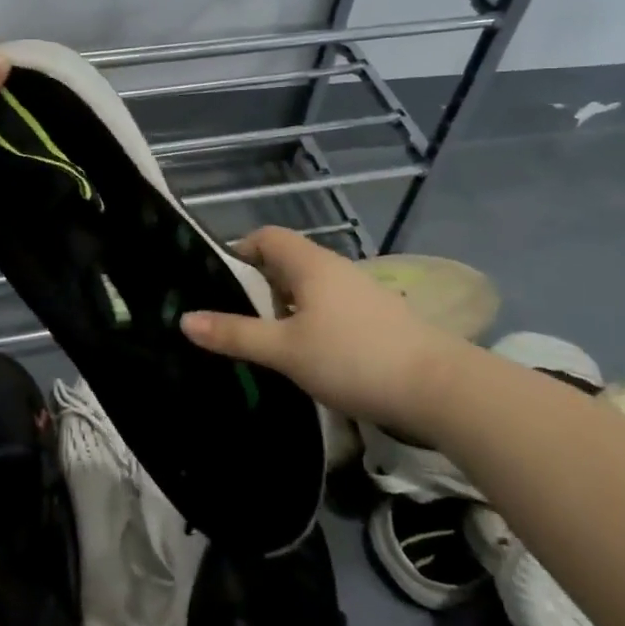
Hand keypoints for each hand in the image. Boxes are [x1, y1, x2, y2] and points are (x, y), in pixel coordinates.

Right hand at [179, 226, 472, 431]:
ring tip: (266, 343)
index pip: (267, 237)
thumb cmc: (353, 358)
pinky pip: (330, 309)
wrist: (439, 388)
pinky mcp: (377, 319)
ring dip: (285, 309)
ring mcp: (360, 293)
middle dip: (258, 287)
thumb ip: (235, 335)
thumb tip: (185, 319)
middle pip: (286, 263)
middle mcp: (335, 269)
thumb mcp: (285, 350)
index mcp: (310, 264)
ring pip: (309, 290)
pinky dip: (310, 324)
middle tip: (234, 319)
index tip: (218, 282)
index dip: (240, 251)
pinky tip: (307, 357)